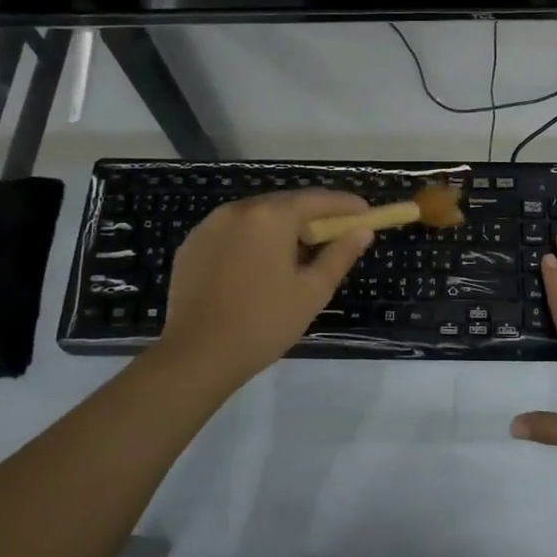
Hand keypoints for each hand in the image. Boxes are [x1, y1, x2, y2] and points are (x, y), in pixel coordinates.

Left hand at [155, 190, 372, 392]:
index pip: (317, 199)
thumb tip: (362, 231)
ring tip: (297, 255)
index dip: (345, 205)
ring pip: (257, 217)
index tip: (365, 213)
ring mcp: (209, 226)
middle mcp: (238, 210)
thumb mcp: (312, 291)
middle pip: (285, 204)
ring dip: (281, 228)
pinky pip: (232, 232)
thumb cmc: (264, 323)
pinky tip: (259, 266)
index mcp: (271, 217)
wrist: (196, 356)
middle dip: (312, 217)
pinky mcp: (191, 245)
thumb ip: (340, 255)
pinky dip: (253, 240)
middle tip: (335, 236)